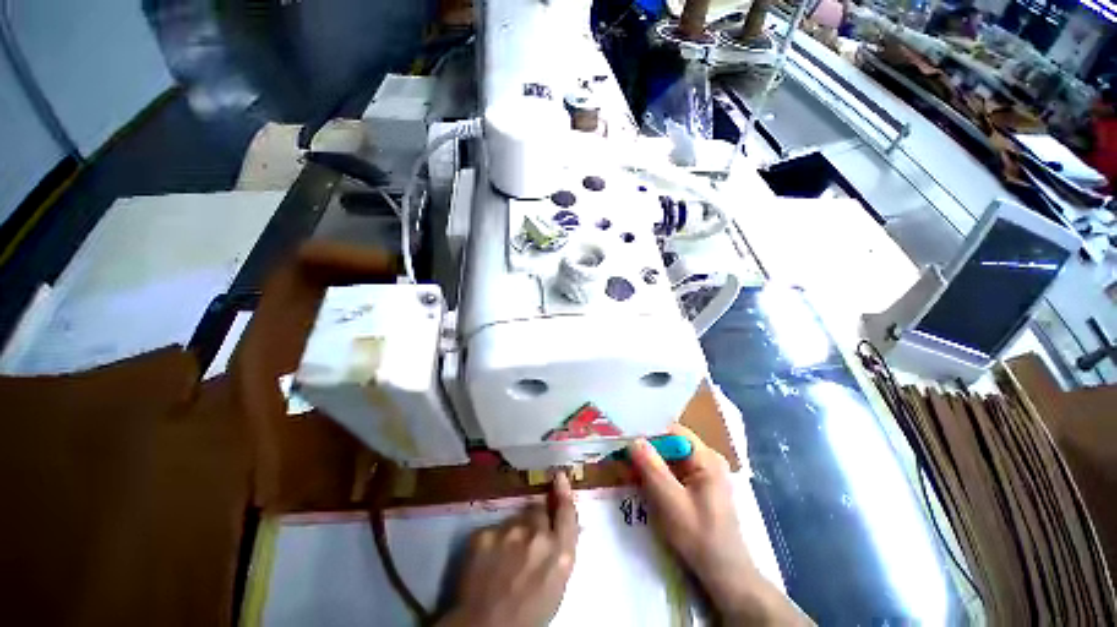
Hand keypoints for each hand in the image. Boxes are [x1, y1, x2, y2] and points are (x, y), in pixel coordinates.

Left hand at [440, 473, 578, 626]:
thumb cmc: (528, 616)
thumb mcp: (556, 585)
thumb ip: (560, 552)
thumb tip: (560, 529)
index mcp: (560, 553)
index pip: (566, 513)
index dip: (563, 492)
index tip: (559, 476)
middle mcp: (537, 535)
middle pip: (538, 511)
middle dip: (535, 519)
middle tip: (528, 539)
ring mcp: (509, 531)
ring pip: (515, 519)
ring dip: (515, 530)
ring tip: (507, 555)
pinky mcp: (485, 533)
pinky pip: (494, 529)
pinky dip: (494, 541)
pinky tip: (489, 560)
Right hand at [629, 424, 807, 624]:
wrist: (723, 575)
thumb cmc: (699, 537)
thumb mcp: (670, 502)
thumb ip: (652, 468)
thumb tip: (633, 440)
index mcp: (706, 458)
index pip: (672, 431)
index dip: (648, 433)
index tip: (625, 439)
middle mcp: (706, 460)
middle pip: (669, 444)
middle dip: (646, 450)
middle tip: (620, 455)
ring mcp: (703, 473)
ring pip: (669, 458)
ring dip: (648, 463)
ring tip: (625, 468)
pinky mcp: (697, 487)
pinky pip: (672, 472)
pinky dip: (656, 475)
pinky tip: (640, 482)